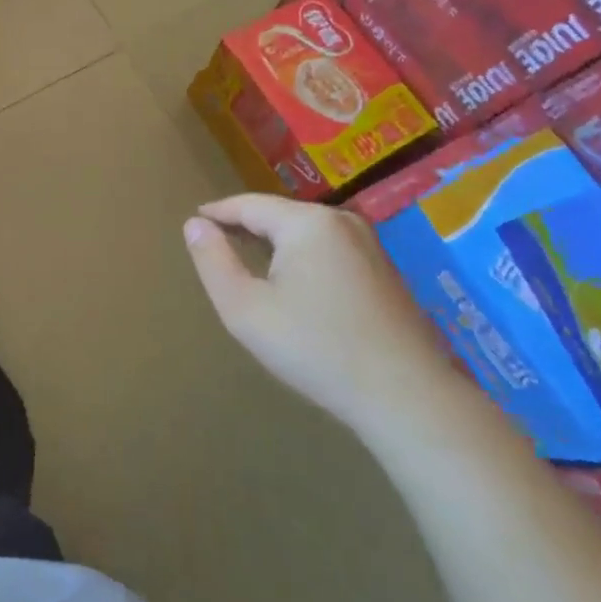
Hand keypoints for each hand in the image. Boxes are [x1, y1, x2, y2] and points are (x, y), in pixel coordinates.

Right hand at [182, 193, 470, 443]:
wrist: (406, 396)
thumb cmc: (315, 348)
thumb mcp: (244, 308)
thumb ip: (213, 261)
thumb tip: (194, 224)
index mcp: (307, 223)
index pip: (249, 205)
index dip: (218, 212)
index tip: (194, 219)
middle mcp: (341, 221)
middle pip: (279, 216)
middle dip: (247, 227)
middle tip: (217, 245)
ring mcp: (369, 245)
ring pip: (306, 233)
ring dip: (275, 244)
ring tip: (249, 262)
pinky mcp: (385, 270)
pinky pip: (329, 250)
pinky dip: (303, 259)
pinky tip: (295, 286)